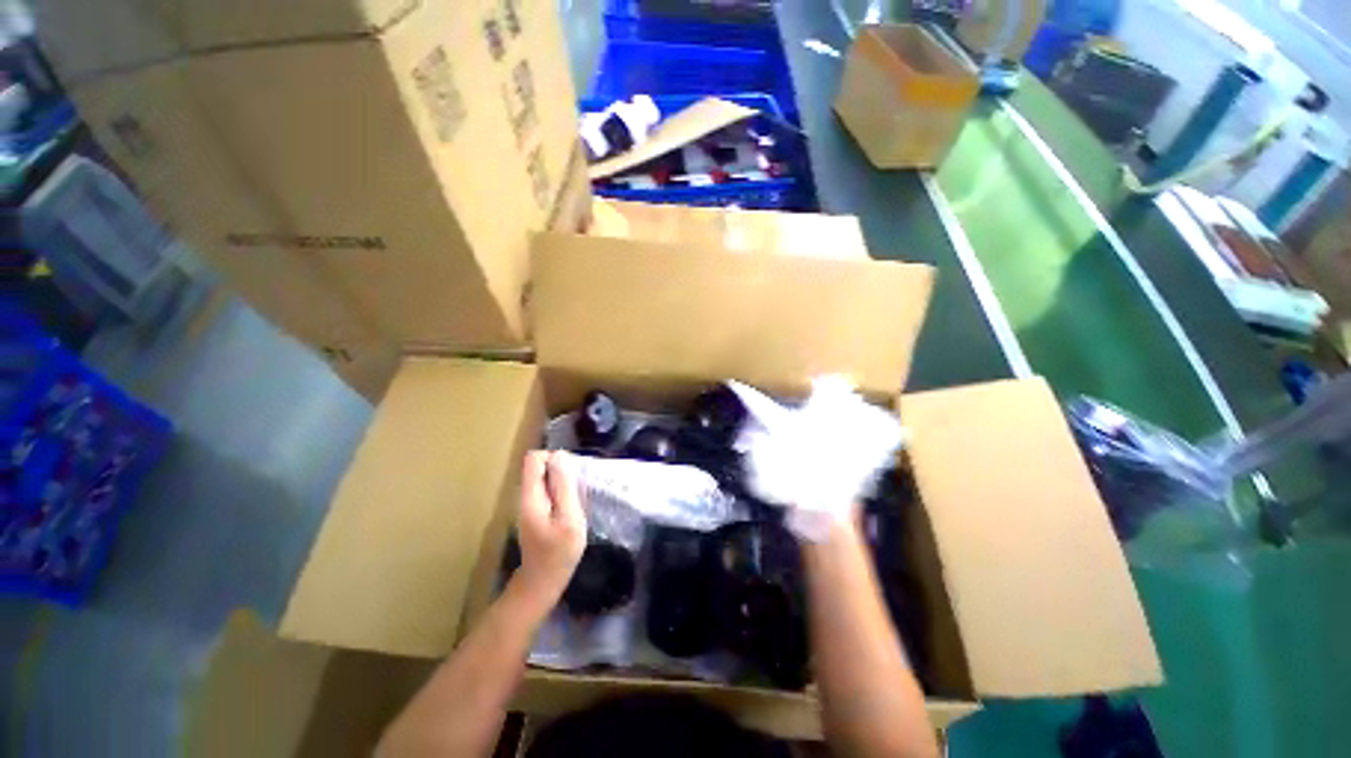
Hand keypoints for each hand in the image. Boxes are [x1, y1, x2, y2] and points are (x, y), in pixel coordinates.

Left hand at [515, 451, 586, 609]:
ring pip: (546, 477)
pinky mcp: (536, 511)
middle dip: (561, 471)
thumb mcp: (569, 517)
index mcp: (531, 495)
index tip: (571, 475)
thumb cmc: (559, 552)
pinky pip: (548, 489)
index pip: (534, 458)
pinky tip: (571, 509)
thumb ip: (564, 486)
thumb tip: (559, 456)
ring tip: (576, 501)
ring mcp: (530, 504)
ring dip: (563, 483)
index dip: (554, 459)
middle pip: (540, 466)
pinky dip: (561, 493)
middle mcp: (526, 495)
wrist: (543, 582)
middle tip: (577, 491)